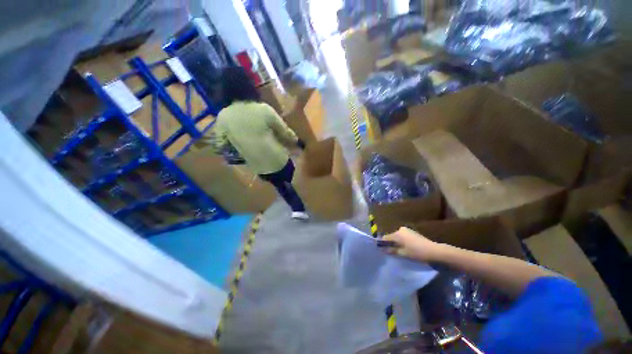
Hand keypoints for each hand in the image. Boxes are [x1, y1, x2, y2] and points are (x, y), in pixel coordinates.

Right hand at [382, 227, 439, 261]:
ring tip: (399, 251)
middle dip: (390, 243)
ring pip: (397, 236)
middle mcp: (400, 230)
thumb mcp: (403, 253)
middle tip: (391, 252)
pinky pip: (403, 236)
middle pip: (391, 236)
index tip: (381, 250)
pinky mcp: (412, 232)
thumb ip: (392, 251)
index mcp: (397, 234)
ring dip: (396, 242)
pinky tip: (406, 248)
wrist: (434, 251)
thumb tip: (383, 250)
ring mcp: (407, 230)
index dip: (383, 243)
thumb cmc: (417, 252)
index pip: (385, 238)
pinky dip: (402, 241)